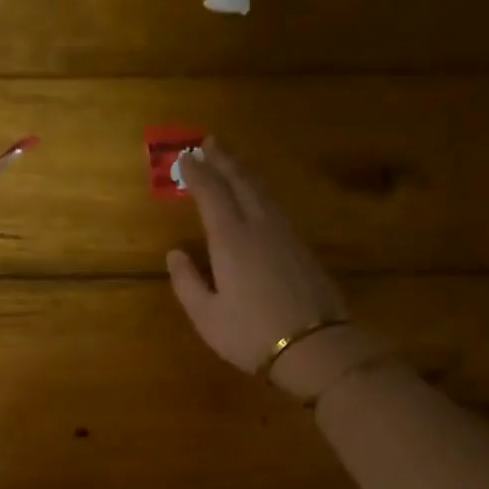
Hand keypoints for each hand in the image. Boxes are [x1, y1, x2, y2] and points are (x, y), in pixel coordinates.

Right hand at [167, 141, 384, 398]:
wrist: (313, 346)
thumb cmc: (250, 335)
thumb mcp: (206, 316)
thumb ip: (187, 282)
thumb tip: (174, 254)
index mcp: (231, 239)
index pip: (211, 193)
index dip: (196, 173)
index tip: (184, 158)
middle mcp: (259, 226)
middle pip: (241, 181)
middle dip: (224, 160)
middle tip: (210, 142)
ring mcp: (285, 234)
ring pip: (263, 190)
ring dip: (245, 171)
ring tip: (232, 161)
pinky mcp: (302, 246)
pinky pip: (276, 205)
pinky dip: (261, 191)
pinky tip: (259, 196)